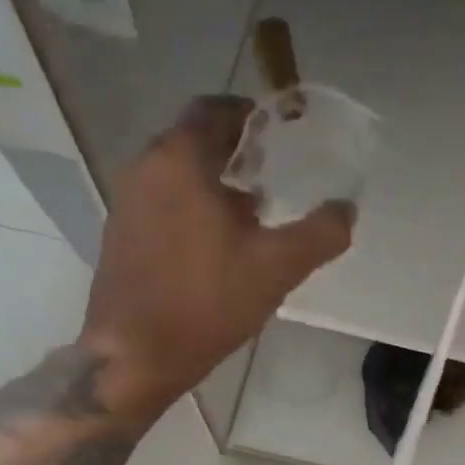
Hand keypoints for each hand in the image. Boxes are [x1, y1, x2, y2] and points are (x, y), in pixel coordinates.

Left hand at [82, 96, 353, 420]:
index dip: (251, 115)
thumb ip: (321, 233)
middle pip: (195, 140)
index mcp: (180, 159)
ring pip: (177, 173)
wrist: (135, 355)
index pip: (215, 109)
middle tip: (272, 176)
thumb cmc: (207, 301)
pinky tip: (215, 246)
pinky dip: (190, 206)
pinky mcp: (119, 234)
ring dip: (213, 182)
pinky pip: (161, 201)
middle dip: (235, 152)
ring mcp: (126, 202)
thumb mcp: (278, 267)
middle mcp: (145, 168)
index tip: (279, 135)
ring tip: (251, 216)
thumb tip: (346, 209)